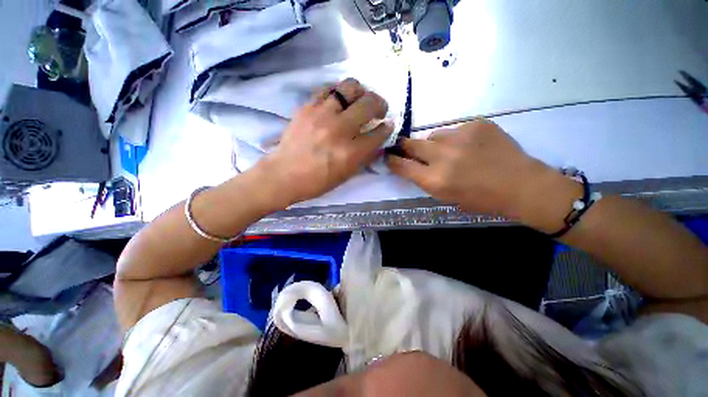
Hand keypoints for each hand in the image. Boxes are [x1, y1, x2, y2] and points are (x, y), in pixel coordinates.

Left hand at [258, 78, 393, 205]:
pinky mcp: (308, 107)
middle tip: (378, 110)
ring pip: (350, 87)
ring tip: (359, 100)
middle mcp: (339, 130)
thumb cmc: (317, 181)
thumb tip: (378, 142)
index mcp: (350, 153)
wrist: (284, 174)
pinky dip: (339, 92)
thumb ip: (365, 157)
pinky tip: (339, 101)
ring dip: (361, 92)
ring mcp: (322, 115)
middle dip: (380, 104)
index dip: (387, 128)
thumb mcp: (346, 175)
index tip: (387, 125)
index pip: (378, 133)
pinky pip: (329, 88)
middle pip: (369, 104)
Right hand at [387, 119, 572, 222]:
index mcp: (435, 180)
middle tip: (405, 147)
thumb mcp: (446, 197)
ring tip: (449, 151)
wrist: (522, 185)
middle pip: (411, 144)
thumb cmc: (481, 199)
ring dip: (434, 144)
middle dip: (404, 146)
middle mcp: (443, 157)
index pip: (402, 166)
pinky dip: (457, 139)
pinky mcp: (476, 125)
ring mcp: (460, 137)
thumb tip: (412, 165)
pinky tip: (470, 147)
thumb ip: (426, 180)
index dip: (392, 161)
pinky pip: (456, 130)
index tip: (388, 157)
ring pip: (433, 135)